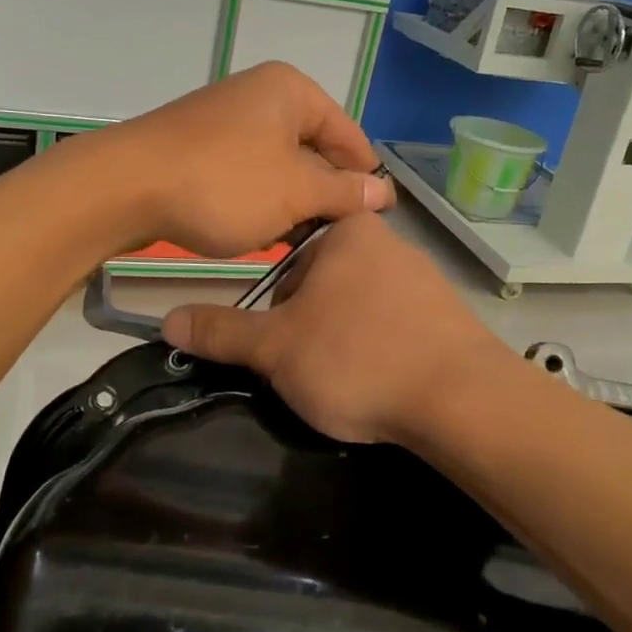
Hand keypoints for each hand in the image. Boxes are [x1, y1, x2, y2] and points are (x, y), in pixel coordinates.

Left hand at [84, 62, 394, 257]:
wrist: (124, 188)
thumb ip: (343, 191)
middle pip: (314, 147)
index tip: (380, 221)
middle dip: (327, 192)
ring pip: (280, 164)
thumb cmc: (223, 184)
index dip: (366, 178)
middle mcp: (261, 95)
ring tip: (305, 242)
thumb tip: (383, 192)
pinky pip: (248, 171)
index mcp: (291, 91)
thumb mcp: (294, 191)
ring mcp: (226, 119)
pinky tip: (265, 232)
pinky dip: (261, 199)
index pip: (348, 134)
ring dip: (293, 201)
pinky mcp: (201, 146)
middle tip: (341, 238)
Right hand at [162, 214, 511, 443]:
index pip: (289, 261)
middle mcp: (391, 243)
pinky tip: (388, 386)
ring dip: (347, 343)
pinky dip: (385, 354)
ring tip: (351, 384)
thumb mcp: (275, 348)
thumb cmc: (357, 358)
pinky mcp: (452, 317)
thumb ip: (221, 332)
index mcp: (348, 232)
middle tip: (314, 371)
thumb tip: (168, 319)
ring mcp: (428, 280)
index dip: (276, 309)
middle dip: (311, 328)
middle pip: (325, 287)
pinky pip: (400, 330)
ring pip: (362, 310)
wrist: (463, 400)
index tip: (283, 346)